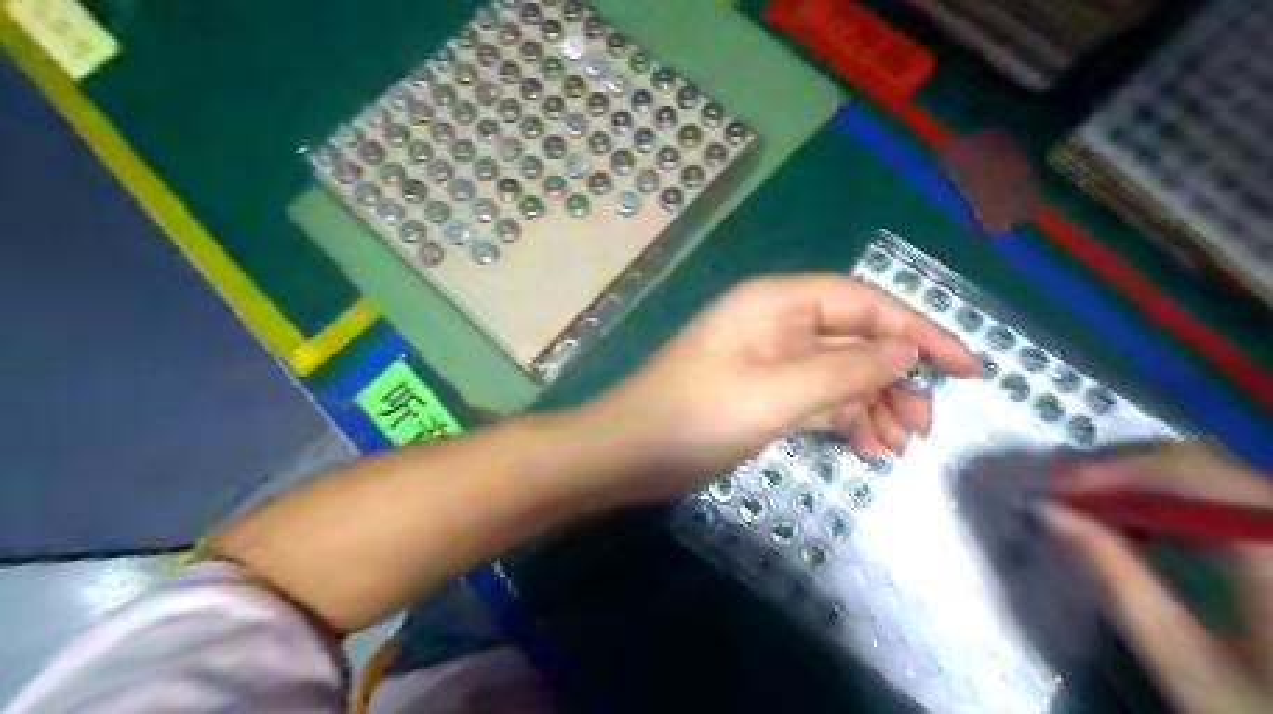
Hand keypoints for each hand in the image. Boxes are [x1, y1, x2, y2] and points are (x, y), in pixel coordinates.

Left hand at [580, 273, 976, 497]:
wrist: (626, 454)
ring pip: (840, 372)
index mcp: (778, 303)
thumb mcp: (777, 392)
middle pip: (856, 339)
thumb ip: (846, 368)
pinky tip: (867, 447)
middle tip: (925, 426)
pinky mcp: (762, 393)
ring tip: (899, 446)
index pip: (865, 304)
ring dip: (874, 404)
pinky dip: (845, 419)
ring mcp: (770, 360)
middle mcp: (778, 323)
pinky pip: (817, 397)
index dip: (919, 331)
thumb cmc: (695, 416)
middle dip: (896, 379)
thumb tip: (907, 351)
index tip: (968, 367)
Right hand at [1038, 442, 1272, 709]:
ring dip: (1138, 484)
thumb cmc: (1256, 710)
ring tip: (1084, 504)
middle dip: (1119, 472)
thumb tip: (1046, 511)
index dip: (1113, 469)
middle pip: (1198, 465)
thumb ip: (1114, 578)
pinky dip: (1169, 502)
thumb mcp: (1182, 659)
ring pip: (1208, 476)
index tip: (1051, 487)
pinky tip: (1134, 523)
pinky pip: (1224, 500)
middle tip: (1057, 492)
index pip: (1187, 474)